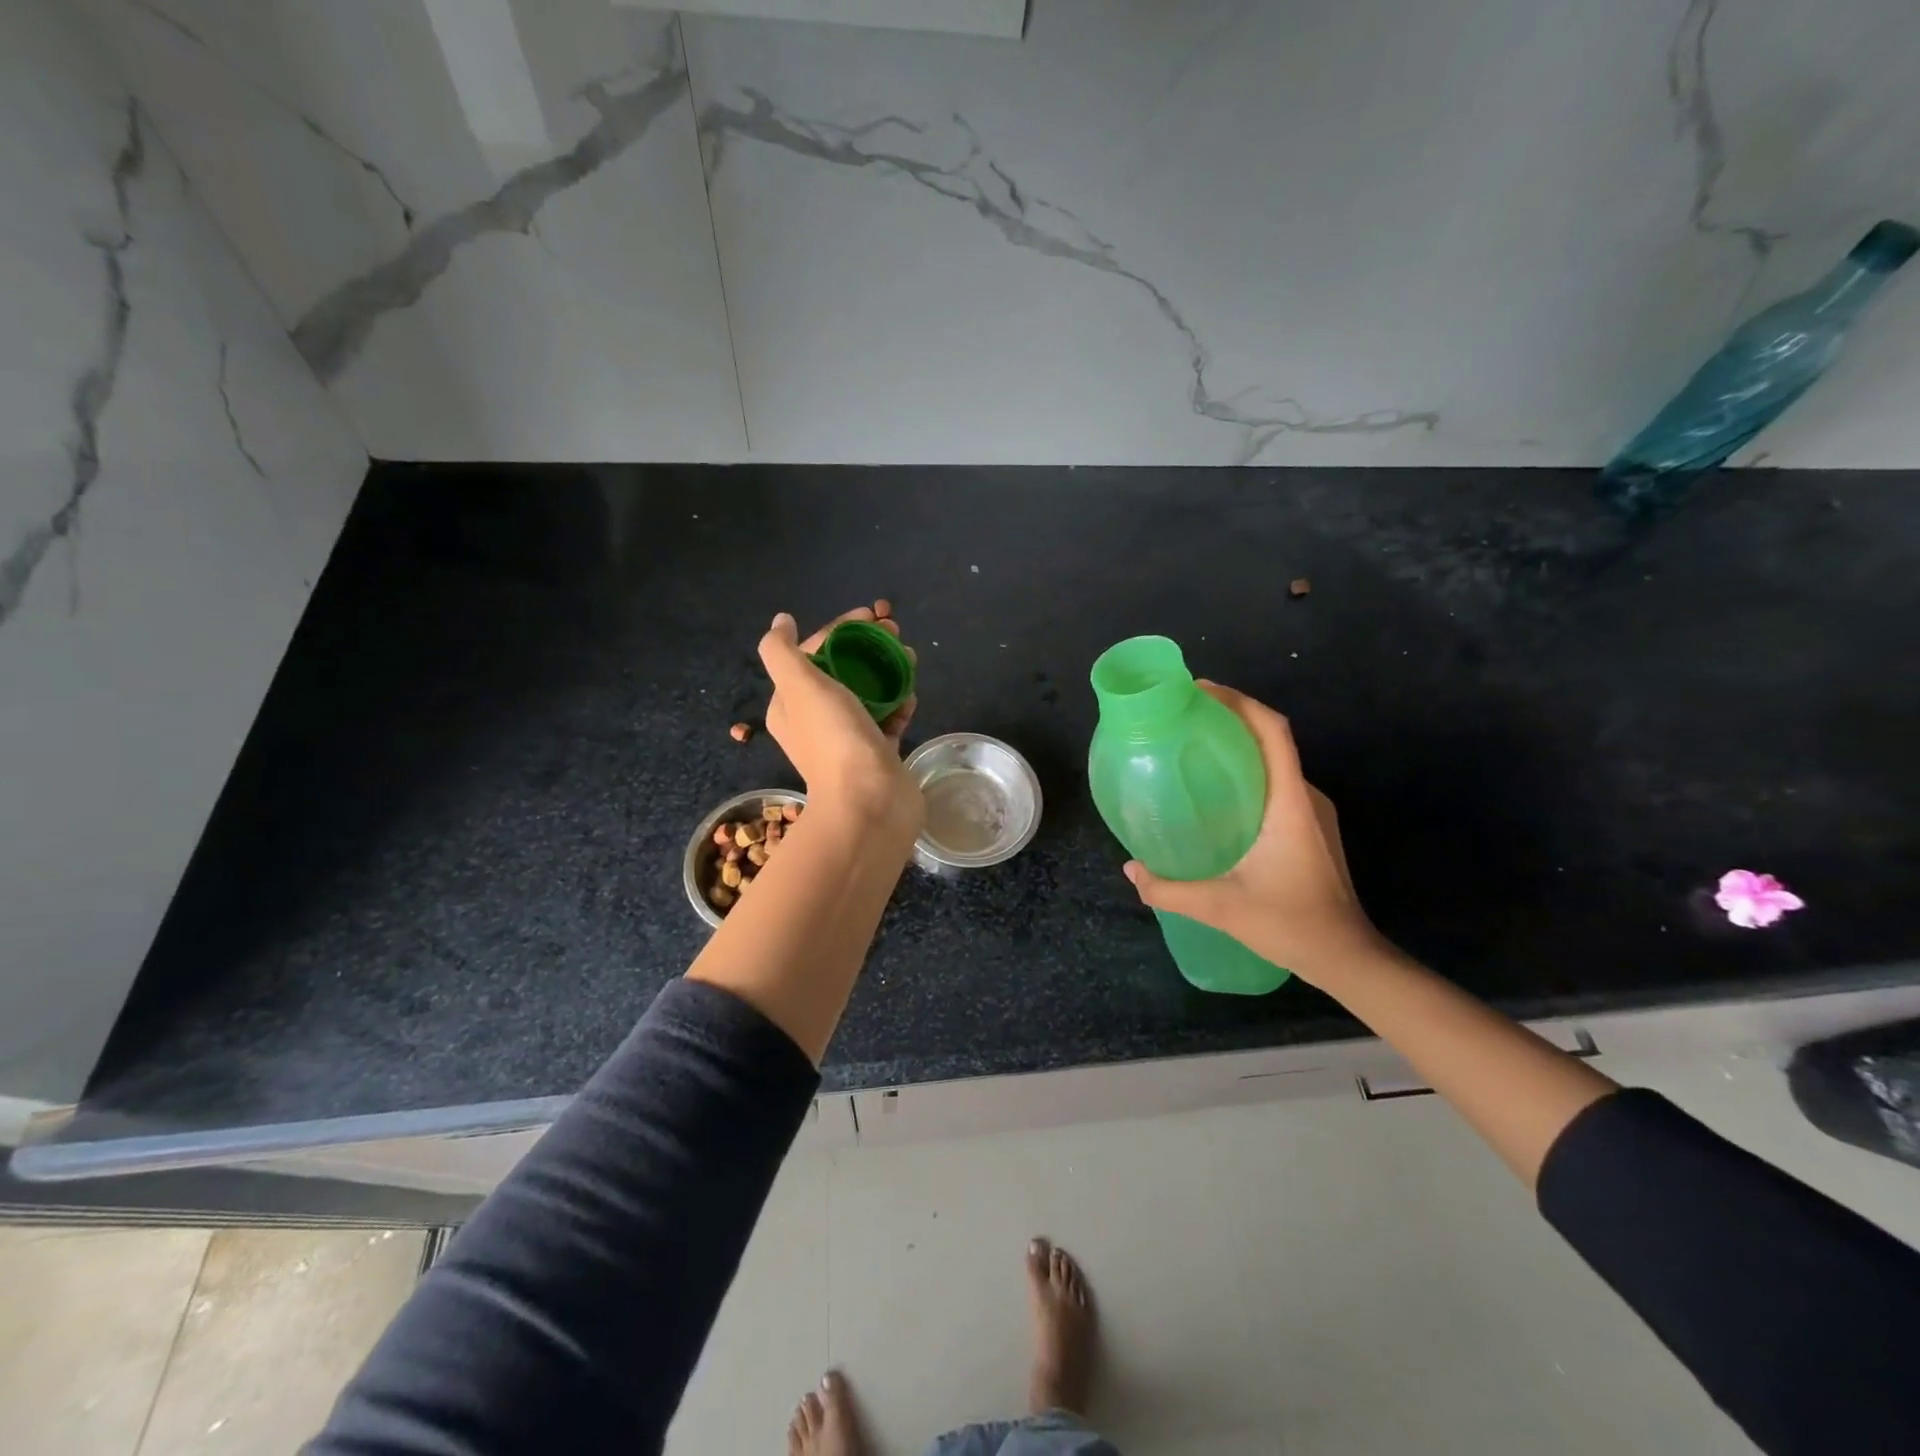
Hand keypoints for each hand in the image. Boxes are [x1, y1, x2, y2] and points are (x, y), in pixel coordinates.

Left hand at [760, 607, 921, 839]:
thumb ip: (782, 651)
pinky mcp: (878, 754)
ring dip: (887, 670)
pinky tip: (911, 695)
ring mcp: (849, 739)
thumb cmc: (834, 739)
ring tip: (910, 658)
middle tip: (896, 632)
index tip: (872, 615)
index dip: (840, 629)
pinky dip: (899, 703)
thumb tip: (781, 621)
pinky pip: (888, 719)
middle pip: (843, 670)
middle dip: (868, 646)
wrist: (870, 803)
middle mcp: (816, 721)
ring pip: (868, 693)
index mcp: (791, 705)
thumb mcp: (800, 686)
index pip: (814, 653)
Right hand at [1120, 682, 1386, 986]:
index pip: (1272, 731)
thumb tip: (1130, 870)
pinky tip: (1217, 794)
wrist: (1347, 958)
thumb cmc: (1290, 924)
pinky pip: (1277, 783)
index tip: (1199, 690)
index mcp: (1290, 803)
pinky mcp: (1311, 828)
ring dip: (1239, 745)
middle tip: (1183, 718)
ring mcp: (1313, 812)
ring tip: (1194, 747)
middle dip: (1231, 717)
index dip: (1238, 702)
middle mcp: (1305, 797)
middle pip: (1272, 737)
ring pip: (1275, 760)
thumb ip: (1169, 889)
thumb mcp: (1220, 907)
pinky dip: (1248, 772)